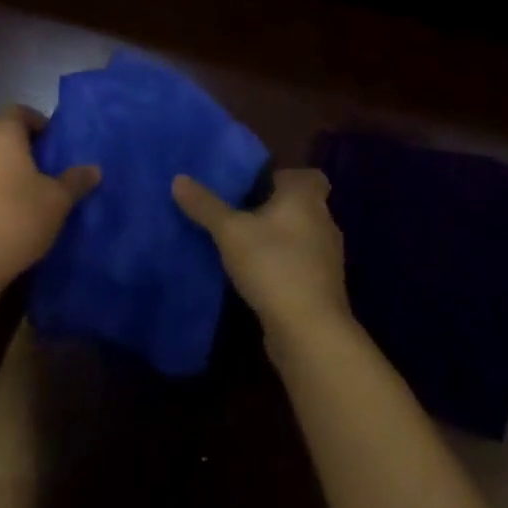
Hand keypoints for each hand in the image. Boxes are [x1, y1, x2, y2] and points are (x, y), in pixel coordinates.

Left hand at [0, 106, 98, 289]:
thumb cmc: (16, 220)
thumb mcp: (57, 201)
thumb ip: (76, 180)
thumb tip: (94, 169)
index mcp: (1, 133)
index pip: (20, 112)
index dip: (38, 124)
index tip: (52, 145)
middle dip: (18, 148)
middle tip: (40, 170)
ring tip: (16, 194)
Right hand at [173, 168, 349, 338]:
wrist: (309, 331)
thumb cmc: (273, 265)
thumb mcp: (230, 232)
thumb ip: (206, 206)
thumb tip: (179, 179)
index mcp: (306, 197)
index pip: (309, 176)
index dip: (287, 178)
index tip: (260, 187)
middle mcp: (324, 221)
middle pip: (302, 206)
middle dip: (277, 210)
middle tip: (242, 215)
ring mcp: (328, 257)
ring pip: (303, 238)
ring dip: (280, 241)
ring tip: (246, 247)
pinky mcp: (324, 288)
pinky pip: (303, 266)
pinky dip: (285, 267)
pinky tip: (259, 278)